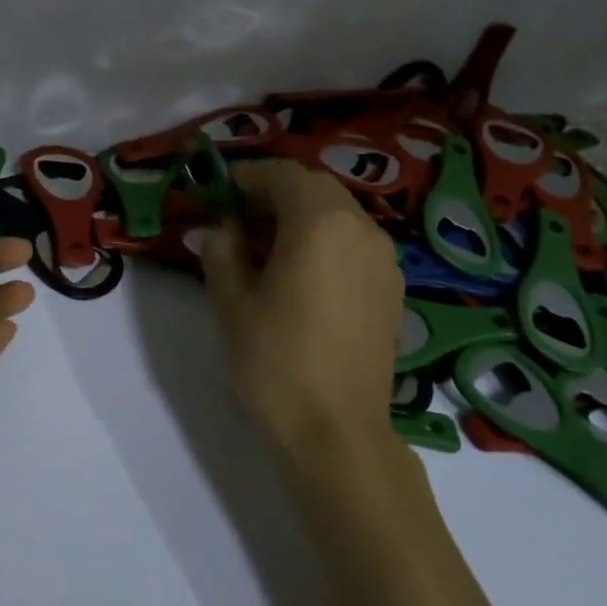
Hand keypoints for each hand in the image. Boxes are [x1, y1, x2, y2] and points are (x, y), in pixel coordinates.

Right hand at [199, 160, 403, 458]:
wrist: (337, 430)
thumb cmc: (275, 359)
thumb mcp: (231, 301)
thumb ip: (221, 250)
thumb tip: (218, 228)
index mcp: (320, 222)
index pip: (281, 175)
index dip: (245, 178)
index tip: (216, 195)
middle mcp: (361, 229)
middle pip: (314, 188)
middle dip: (272, 194)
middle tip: (236, 220)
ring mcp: (383, 259)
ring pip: (337, 214)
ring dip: (299, 217)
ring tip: (263, 249)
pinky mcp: (391, 288)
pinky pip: (353, 243)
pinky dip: (323, 241)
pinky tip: (298, 275)